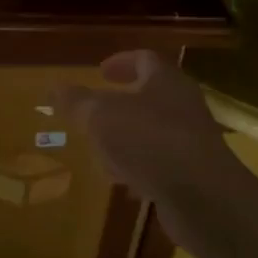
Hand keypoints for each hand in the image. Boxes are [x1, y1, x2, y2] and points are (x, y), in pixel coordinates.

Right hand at [53, 51, 242, 250]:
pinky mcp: (194, 174)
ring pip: (154, 132)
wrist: (204, 198)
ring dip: (128, 139)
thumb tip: (54, 87)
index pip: (144, 59)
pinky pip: (162, 163)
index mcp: (165, 81)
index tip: (101, 72)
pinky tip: (124, 184)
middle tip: (96, 113)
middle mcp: (183, 105)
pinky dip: (141, 168)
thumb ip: (77, 101)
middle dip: (121, 104)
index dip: (121, 62)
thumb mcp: (101, 116)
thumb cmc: (149, 141)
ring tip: (102, 153)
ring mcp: (192, 141)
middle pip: (151, 96)